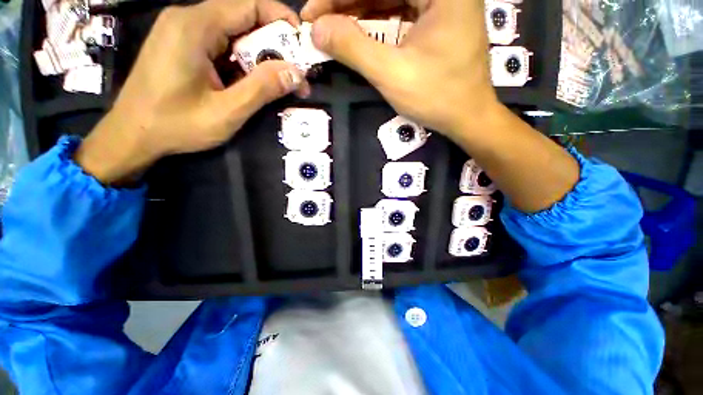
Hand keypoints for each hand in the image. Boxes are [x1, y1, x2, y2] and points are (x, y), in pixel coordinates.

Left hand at [76, 0, 310, 183]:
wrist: (133, 135)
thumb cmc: (175, 125)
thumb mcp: (226, 112)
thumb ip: (262, 89)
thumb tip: (297, 73)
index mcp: (195, 26)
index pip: (249, 5)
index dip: (281, 20)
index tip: (303, 44)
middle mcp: (188, 19)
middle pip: (243, 19)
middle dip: (274, 46)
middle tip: (295, 76)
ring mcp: (183, 31)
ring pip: (235, 34)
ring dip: (260, 58)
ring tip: (278, 85)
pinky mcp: (183, 45)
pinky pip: (222, 45)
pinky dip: (243, 62)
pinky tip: (251, 84)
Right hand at [301, 0, 499, 140]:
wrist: (467, 117)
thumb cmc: (437, 97)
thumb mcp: (392, 74)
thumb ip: (353, 48)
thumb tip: (317, 29)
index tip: (312, 12)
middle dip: (346, 4)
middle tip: (318, 23)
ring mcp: (441, 3)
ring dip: (358, 12)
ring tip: (332, 28)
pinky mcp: (436, 20)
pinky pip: (400, 12)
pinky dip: (376, 22)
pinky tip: (356, 31)